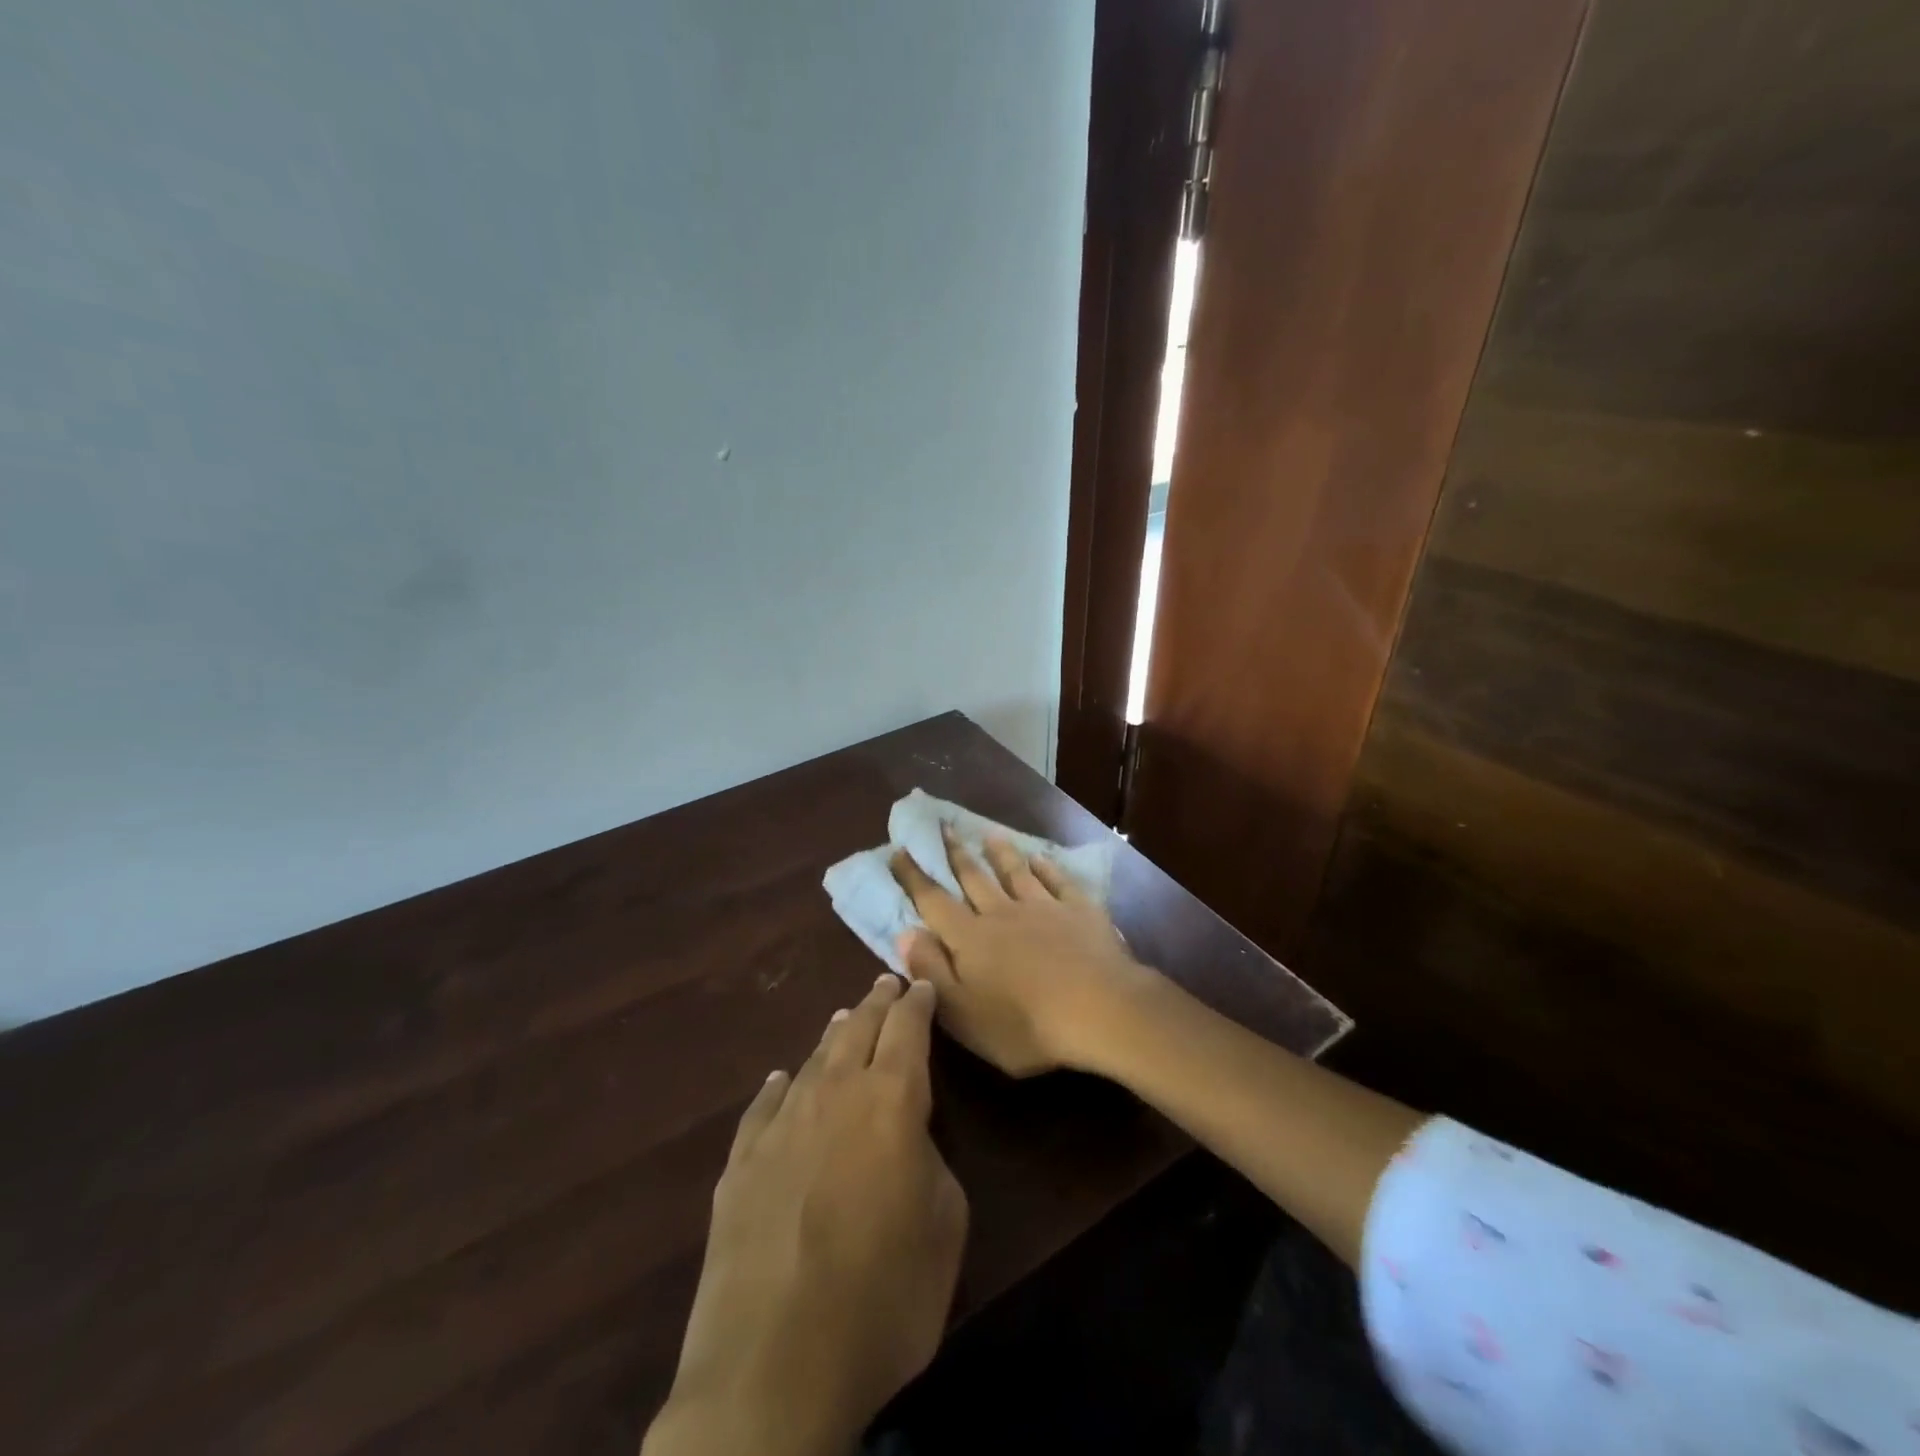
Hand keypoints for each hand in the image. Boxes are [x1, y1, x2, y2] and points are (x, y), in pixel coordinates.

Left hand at [644, 976, 967, 1455]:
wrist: (773, 1368)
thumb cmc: (883, 1296)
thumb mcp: (945, 1227)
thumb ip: (932, 1161)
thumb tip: (908, 1137)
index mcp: (890, 1100)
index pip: (908, 1029)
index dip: (918, 1002)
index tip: (923, 984)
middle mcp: (833, 1094)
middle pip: (857, 1030)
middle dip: (876, 1003)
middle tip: (886, 983)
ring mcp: (780, 1126)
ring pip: (812, 1060)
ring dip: (833, 1036)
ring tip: (843, 1018)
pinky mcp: (740, 1164)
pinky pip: (763, 1107)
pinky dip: (778, 1087)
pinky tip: (779, 1081)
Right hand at [888, 828, 1155, 1076]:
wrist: (1099, 1009)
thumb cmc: (1025, 1024)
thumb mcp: (963, 1014)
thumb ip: (931, 972)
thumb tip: (905, 934)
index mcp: (971, 939)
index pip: (934, 902)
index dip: (914, 877)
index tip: (899, 850)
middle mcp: (1002, 913)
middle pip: (974, 877)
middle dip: (955, 853)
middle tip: (943, 826)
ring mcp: (1043, 907)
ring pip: (1015, 872)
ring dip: (1000, 853)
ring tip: (989, 833)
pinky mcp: (1079, 910)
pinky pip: (1058, 881)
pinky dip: (1047, 868)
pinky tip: (1041, 858)